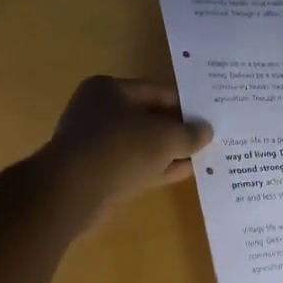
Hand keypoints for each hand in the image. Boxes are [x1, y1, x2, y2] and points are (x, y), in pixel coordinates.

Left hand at [40, 76, 212, 226]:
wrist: (72, 192)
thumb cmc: (120, 149)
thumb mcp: (165, 137)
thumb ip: (189, 133)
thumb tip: (206, 130)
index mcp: (109, 90)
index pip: (157, 92)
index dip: (185, 105)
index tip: (209, 118)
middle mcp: (99, 112)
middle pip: (148, 118)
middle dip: (177, 130)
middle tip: (209, 138)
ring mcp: (97, 144)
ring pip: (142, 145)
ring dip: (170, 152)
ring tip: (202, 157)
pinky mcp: (98, 173)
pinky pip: (135, 166)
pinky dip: (158, 168)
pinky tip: (185, 173)